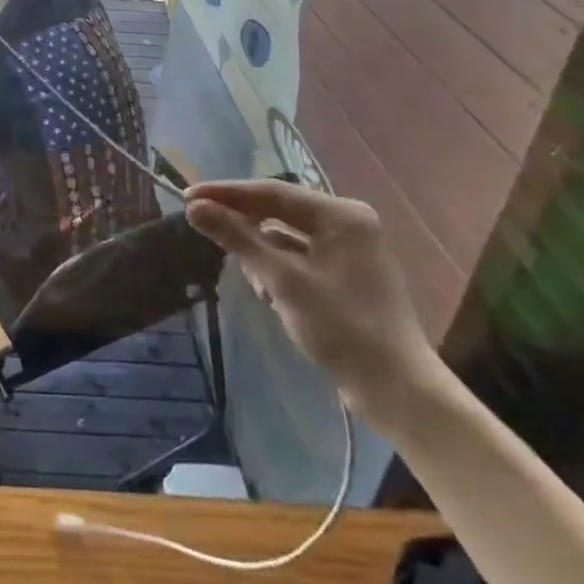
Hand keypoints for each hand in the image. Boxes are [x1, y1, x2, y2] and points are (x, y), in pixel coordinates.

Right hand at [185, 179, 443, 432]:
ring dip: (261, 251)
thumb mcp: (282, 280)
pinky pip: (300, 256)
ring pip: (287, 236)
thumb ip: (237, 238)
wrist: (396, 390)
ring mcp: (350, 250)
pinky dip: (278, 268)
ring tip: (246, 274)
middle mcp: (348, 224)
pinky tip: (267, 291)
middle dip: (244, 224)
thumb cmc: (341, 328)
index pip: (273, 192)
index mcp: (342, 215)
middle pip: (280, 211)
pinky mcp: (345, 276)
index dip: (226, 193)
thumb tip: (194, 207)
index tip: (187, 195)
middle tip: (201, 225)